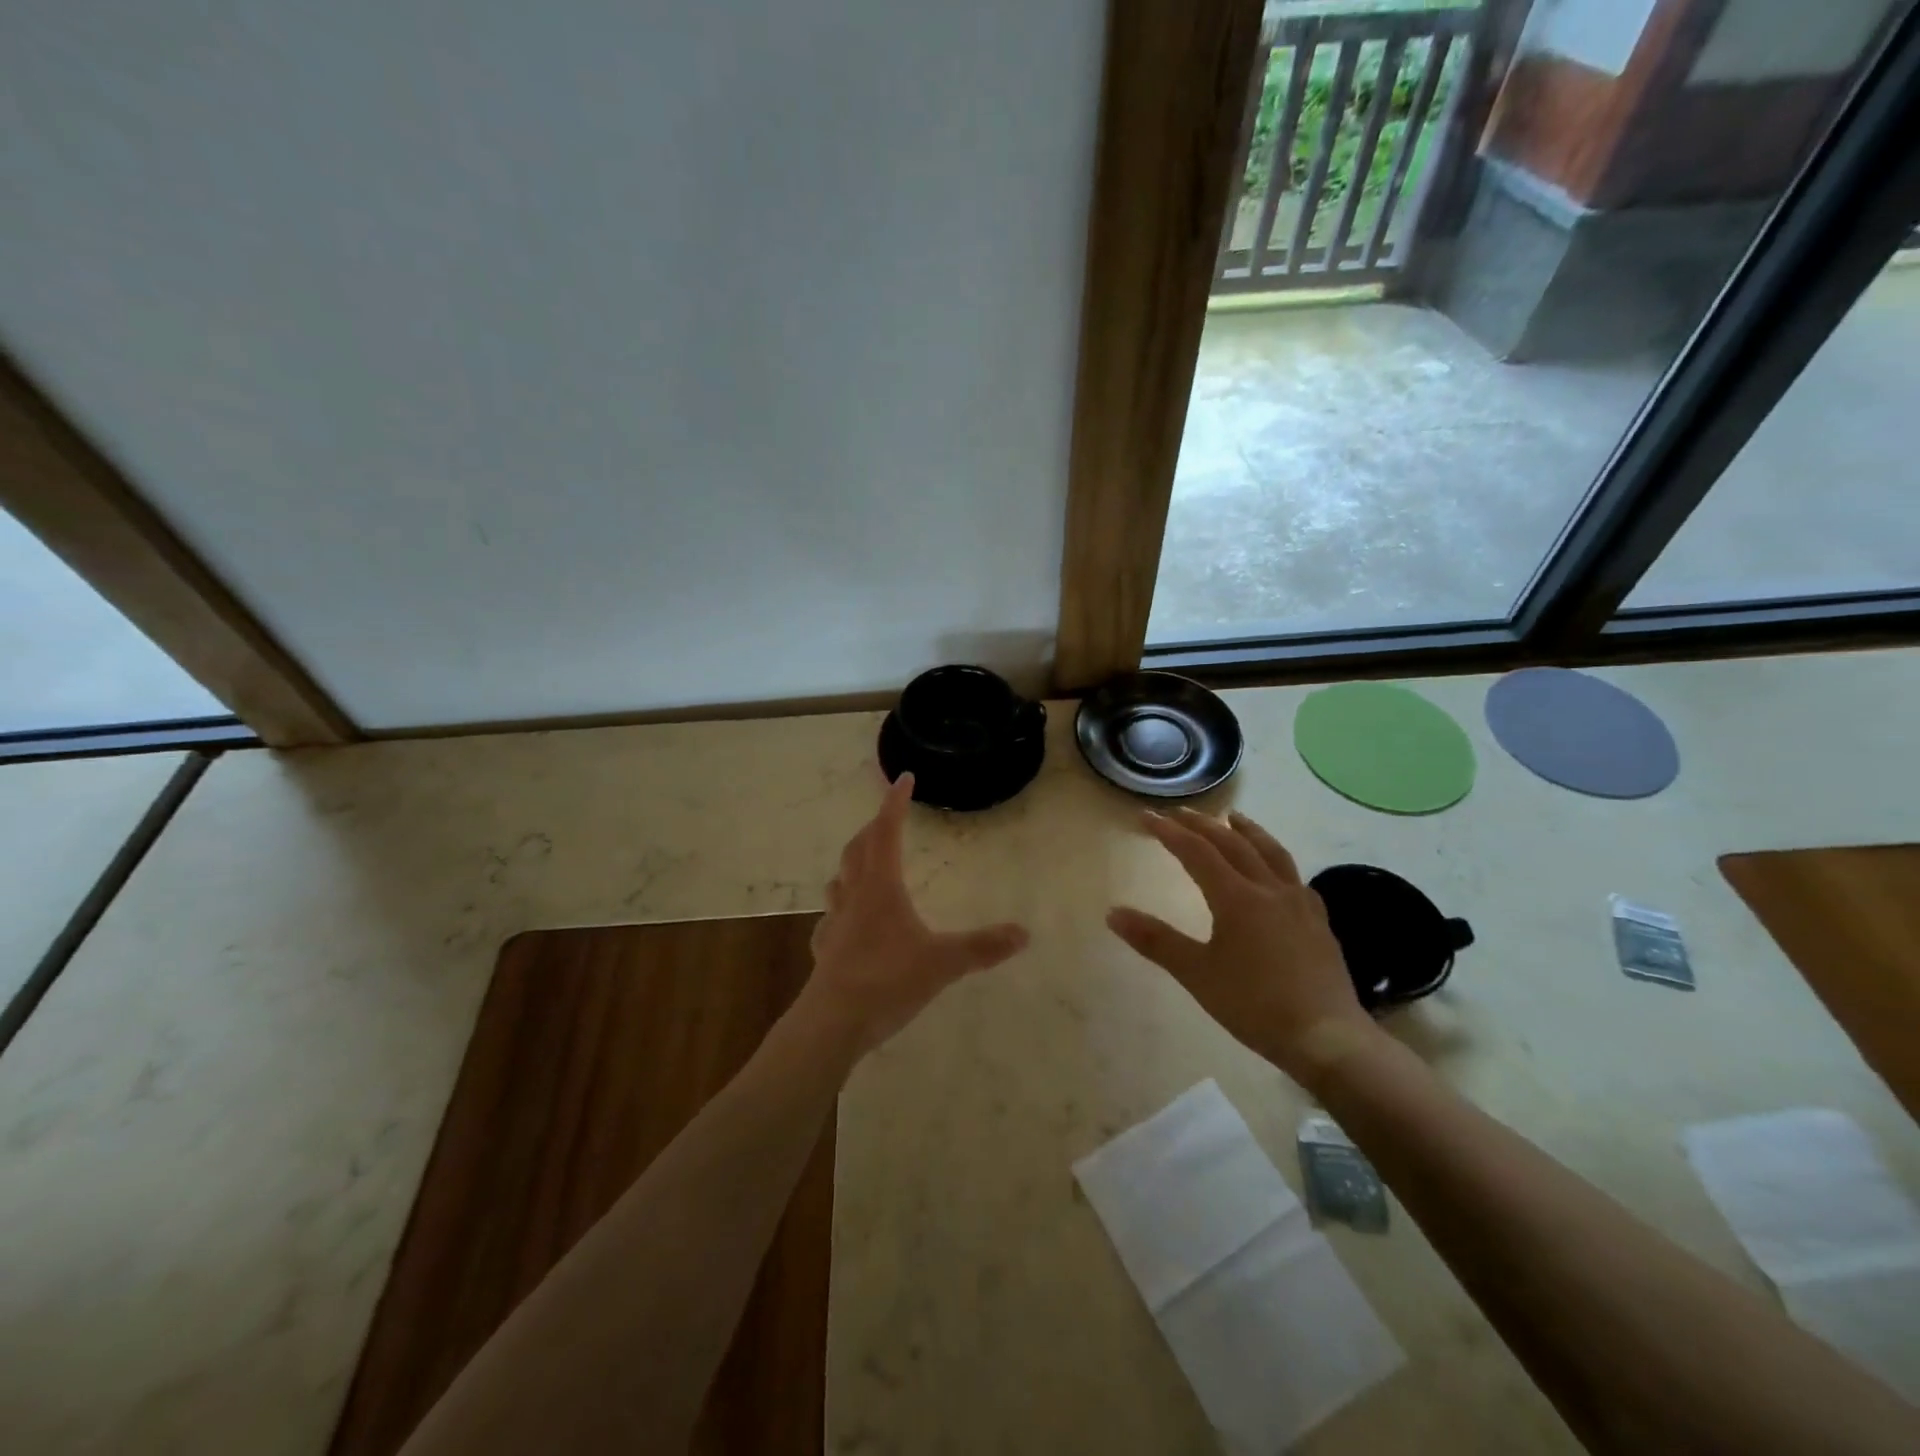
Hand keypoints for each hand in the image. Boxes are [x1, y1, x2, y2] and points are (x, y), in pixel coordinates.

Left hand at [801, 773, 1029, 1055]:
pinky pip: (832, 918)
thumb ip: (983, 947)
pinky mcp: (825, 950)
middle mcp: (854, 896)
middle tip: (888, 818)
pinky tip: (848, 922)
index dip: (894, 803)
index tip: (903, 778)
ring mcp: (835, 923)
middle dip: (874, 828)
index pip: (886, 832)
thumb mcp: (944, 963)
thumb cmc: (888, 981)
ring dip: (853, 863)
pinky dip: (842, 907)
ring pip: (839, 880)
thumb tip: (1024, 933)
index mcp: (881, 887)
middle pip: (858, 849)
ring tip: (866, 863)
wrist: (833, 1023)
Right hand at [1107, 808, 1383, 1086]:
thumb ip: (1156, 941)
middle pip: (1232, 844)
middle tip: (1180, 812)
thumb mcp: (1197, 974)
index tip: (1147, 816)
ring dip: (1247, 831)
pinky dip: (1276, 860)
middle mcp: (1269, 889)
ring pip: (1270, 852)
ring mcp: (1299, 902)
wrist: (1327, 1037)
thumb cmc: (1255, 1005)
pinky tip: (1276, 870)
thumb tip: (1113, 913)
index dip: (1169, 832)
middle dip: (1202, 824)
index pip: (1196, 852)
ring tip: (1233, 818)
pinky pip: (1294, 876)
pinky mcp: (1319, 921)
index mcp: (1236, 898)